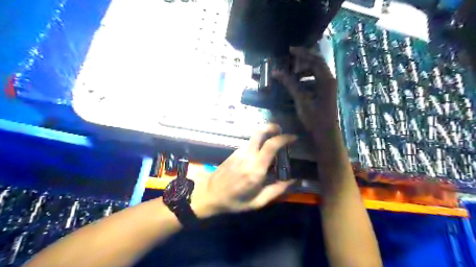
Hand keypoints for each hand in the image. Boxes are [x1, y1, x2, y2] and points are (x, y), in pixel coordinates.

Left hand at [191, 124, 295, 217]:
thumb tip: (293, 181)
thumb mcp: (257, 202)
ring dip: (266, 134)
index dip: (284, 138)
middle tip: (281, 132)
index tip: (293, 138)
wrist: (209, 194)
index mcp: (256, 169)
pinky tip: (261, 152)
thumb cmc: (234, 201)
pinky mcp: (234, 152)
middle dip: (273, 127)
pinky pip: (250, 142)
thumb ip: (276, 190)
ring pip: (254, 135)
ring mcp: (239, 152)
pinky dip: (259, 141)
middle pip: (260, 131)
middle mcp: (248, 156)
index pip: (271, 145)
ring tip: (274, 143)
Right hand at [271, 46, 337, 140]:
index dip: (302, 54)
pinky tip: (298, 80)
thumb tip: (276, 72)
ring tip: (293, 70)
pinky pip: (316, 77)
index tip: (290, 50)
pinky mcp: (325, 91)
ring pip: (317, 69)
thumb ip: (290, 84)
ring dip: (305, 67)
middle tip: (291, 56)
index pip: (314, 60)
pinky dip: (307, 76)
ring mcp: (328, 85)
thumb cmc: (314, 118)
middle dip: (304, 57)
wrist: (325, 132)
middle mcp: (329, 79)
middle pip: (317, 62)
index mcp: (326, 80)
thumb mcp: (301, 100)